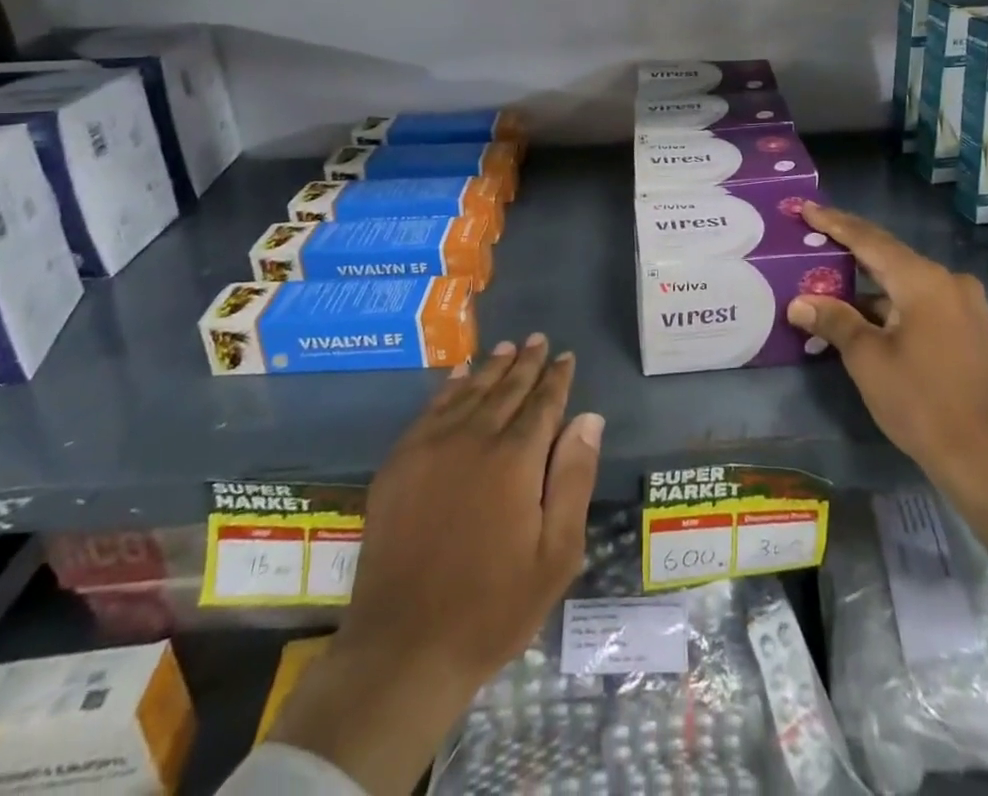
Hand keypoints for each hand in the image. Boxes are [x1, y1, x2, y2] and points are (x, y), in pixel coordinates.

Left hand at [270, 334, 604, 793]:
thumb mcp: (555, 554)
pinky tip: (458, 375)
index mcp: (516, 459)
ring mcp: (431, 448)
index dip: (557, 378)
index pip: (543, 404)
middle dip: (526, 362)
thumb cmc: (493, 607)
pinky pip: (430, 410)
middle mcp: (474, 439)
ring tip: (506, 347)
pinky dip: (449, 387)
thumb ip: (574, 479)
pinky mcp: (399, 463)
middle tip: (538, 339)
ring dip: (491, 368)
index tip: (566, 356)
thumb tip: (588, 418)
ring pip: (469, 392)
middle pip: (506, 389)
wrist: (404, 648)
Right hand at [788, 203, 987, 593]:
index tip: (806, 208)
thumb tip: (799, 302)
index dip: (835, 223)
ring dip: (869, 282)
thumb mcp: (868, 360)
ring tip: (830, 279)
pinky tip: (865, 312)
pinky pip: (922, 301)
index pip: (869, 240)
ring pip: (906, 281)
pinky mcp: (971, 329)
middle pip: (889, 256)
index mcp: (923, 280)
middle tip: (814, 237)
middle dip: (850, 249)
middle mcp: (949, 281)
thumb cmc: (922, 402)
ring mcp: (965, 305)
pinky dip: (891, 302)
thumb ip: (834, 321)